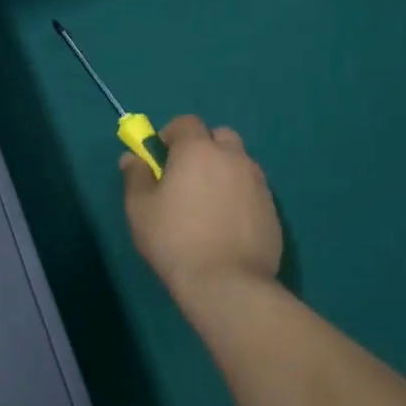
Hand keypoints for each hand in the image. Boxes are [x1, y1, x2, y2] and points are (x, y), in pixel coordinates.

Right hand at [121, 114, 281, 304]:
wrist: (228, 284)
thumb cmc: (175, 240)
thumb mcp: (140, 208)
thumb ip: (135, 176)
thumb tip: (132, 157)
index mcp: (198, 150)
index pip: (187, 122)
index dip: (172, 134)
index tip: (161, 156)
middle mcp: (232, 157)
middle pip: (220, 137)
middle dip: (204, 147)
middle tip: (187, 177)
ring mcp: (258, 183)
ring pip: (239, 163)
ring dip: (224, 171)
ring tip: (208, 204)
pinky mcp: (273, 209)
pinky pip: (252, 190)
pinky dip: (240, 196)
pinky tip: (227, 225)